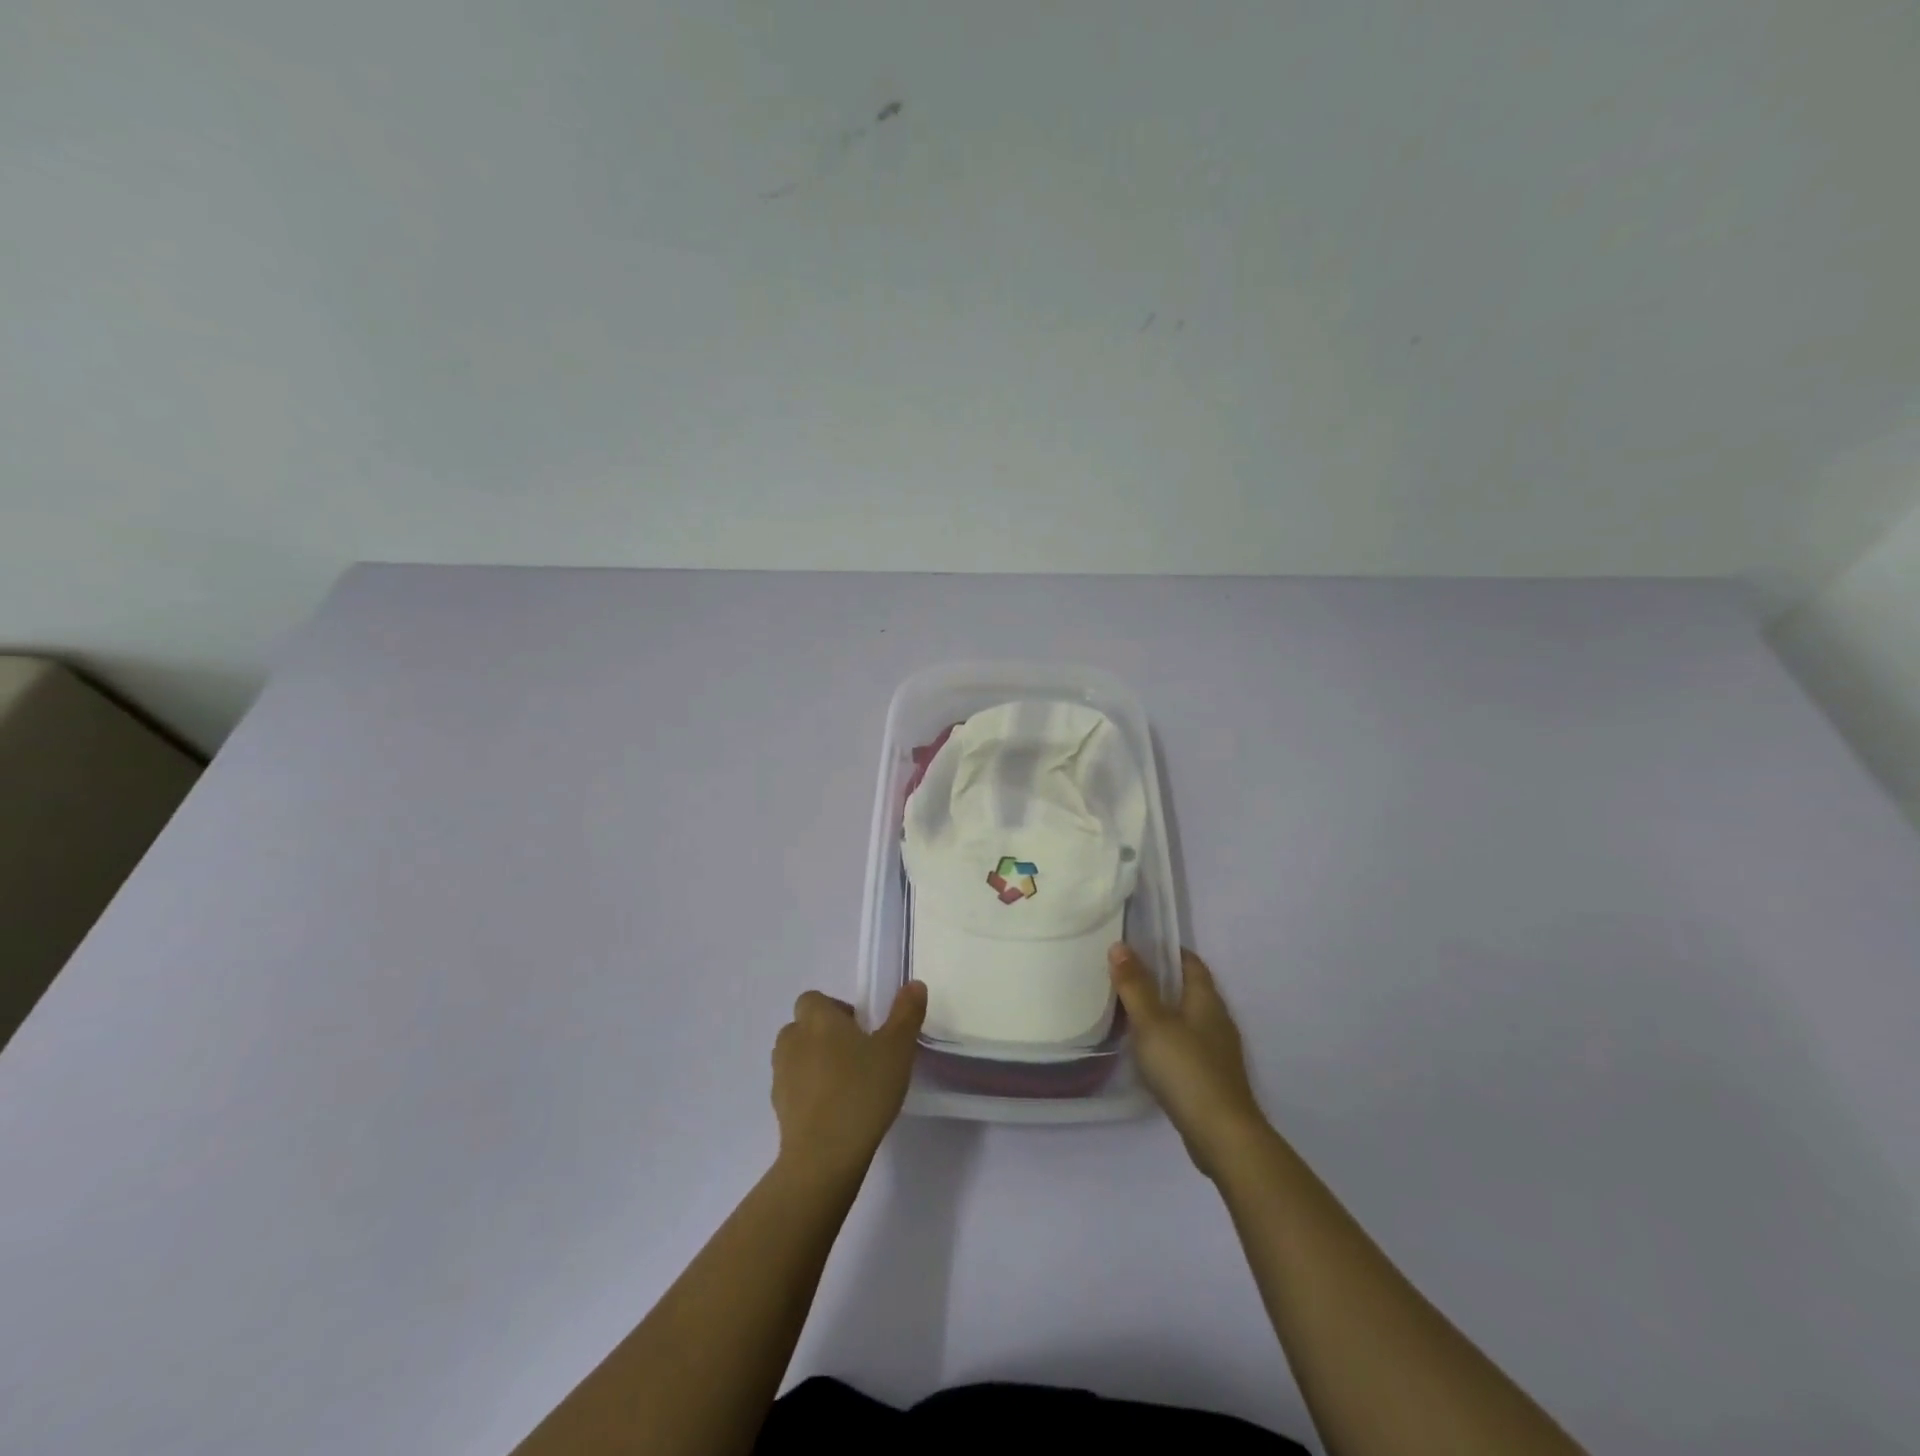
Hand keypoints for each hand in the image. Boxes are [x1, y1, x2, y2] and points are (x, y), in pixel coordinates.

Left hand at [771, 982, 926, 1179]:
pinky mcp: (778, 1108)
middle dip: (824, 1035)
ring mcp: (781, 1075)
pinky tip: (833, 1110)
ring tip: (844, 1083)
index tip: (860, 1029)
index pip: (814, 999)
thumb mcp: (897, 1049)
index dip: (835, 1009)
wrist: (824, 1155)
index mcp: (818, 1019)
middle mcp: (793, 1040)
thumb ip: (906, 1014)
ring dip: (813, 1062)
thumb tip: (914, 984)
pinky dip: (808, 1091)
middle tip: (856, 1055)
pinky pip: (793, 1087)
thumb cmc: (862, 1091)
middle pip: (802, 1026)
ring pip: (795, 1056)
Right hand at [1109, 944, 1268, 1178]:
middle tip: (1125, 976)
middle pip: (1189, 989)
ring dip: (1163, 1011)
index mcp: (1206, 999)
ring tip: (1130, 1011)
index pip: (1190, 962)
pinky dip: (1168, 1039)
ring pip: (1187, 1018)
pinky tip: (1148, 1050)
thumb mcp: (1152, 1023)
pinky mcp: (1212, 1077)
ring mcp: (1218, 1050)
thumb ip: (1135, 985)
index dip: (1167, 950)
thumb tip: (1120, 946)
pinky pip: (1187, 1044)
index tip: (1138, 946)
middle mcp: (1217, 1019)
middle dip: (1161, 980)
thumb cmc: (1185, 1069)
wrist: (1221, 1134)